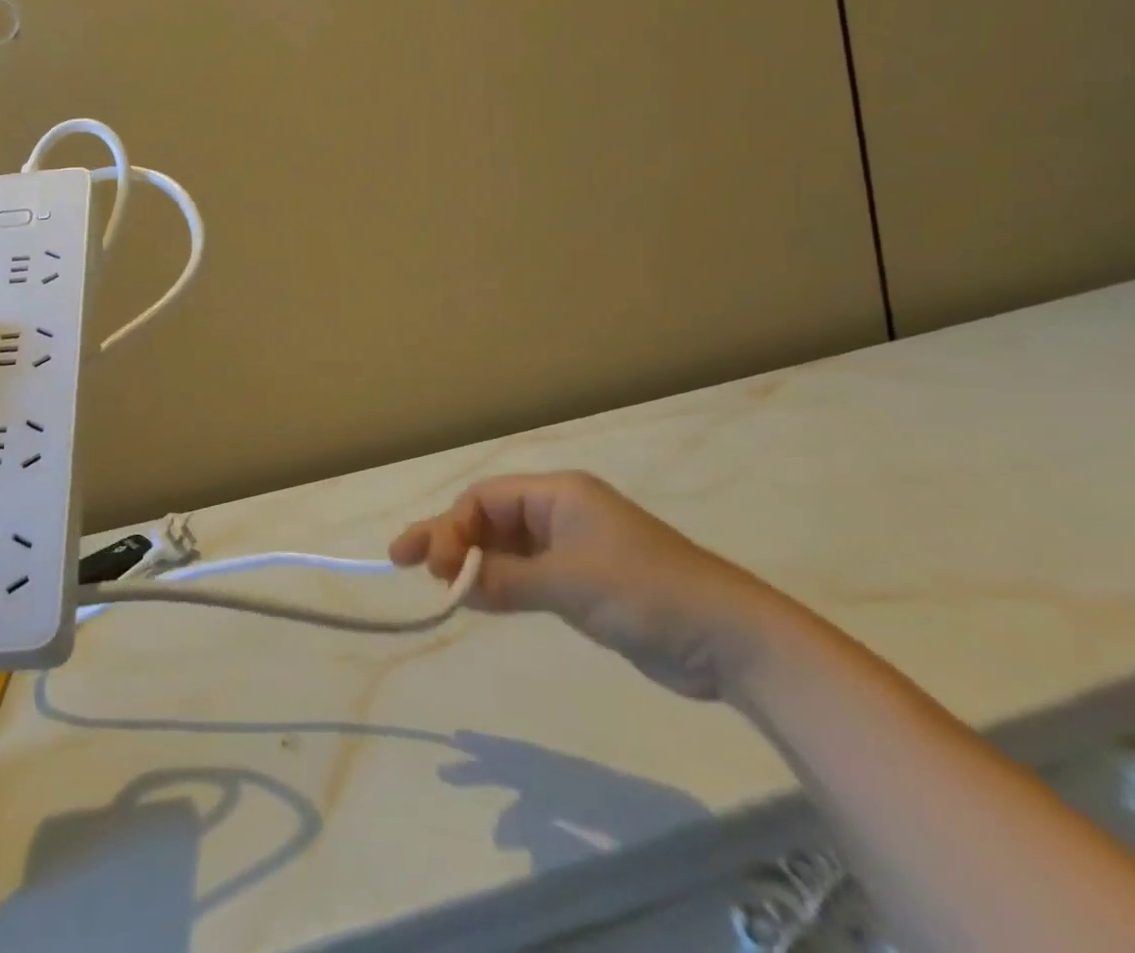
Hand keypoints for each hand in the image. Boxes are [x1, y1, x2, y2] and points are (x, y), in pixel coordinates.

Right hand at [390, 471, 787, 700]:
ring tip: (433, 581)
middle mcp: (559, 513)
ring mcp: (571, 549)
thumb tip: (454, 584)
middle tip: (402, 558)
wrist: (732, 640)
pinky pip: (525, 576)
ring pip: (504, 548)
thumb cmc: (646, 592)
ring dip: (470, 563)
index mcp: (557, 495)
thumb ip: (507, 580)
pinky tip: (474, 599)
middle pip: (488, 519)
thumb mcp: (569, 583)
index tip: (430, 562)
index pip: (486, 499)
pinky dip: (498, 584)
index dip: (452, 526)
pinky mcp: (582, 583)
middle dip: (449, 538)